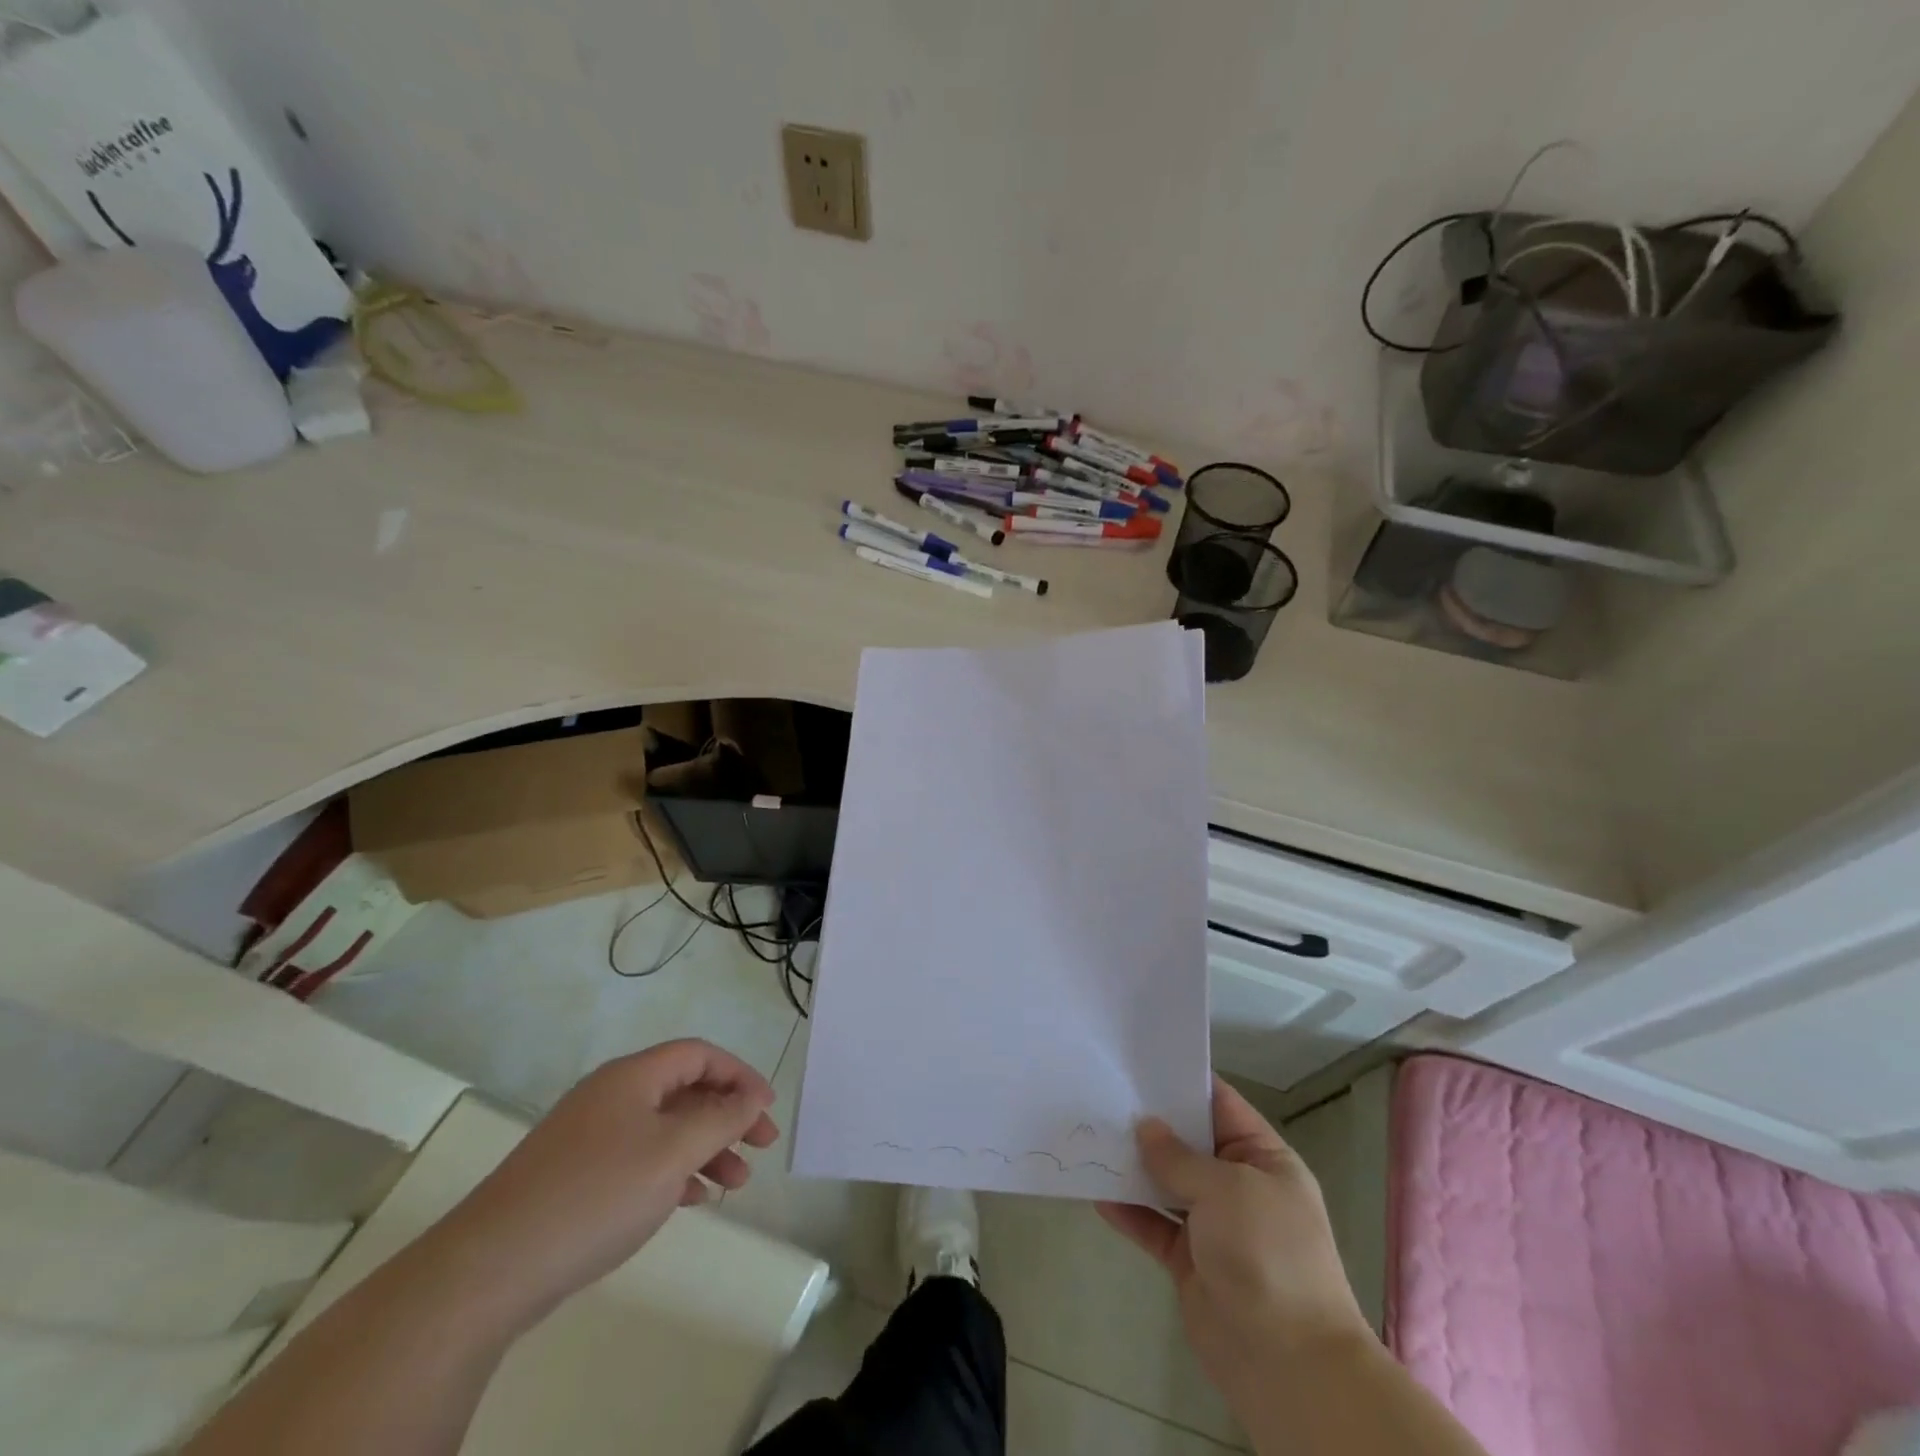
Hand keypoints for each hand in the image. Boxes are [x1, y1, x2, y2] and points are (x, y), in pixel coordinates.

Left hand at [421, 1039, 777, 1328]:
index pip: (699, 1055)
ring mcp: (589, 1136)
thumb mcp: (673, 1151)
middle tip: (761, 1147)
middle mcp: (611, 1096)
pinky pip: (640, 1158)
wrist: (489, 1269)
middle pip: (684, 1090)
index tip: (767, 1109)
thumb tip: (751, 1097)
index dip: (739, 1075)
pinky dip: (673, 1170)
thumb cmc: (596, 1195)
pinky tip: (690, 1198)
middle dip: (728, 1115)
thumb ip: (720, 1119)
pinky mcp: (574, 1176)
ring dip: (705, 1148)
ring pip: (664, 1128)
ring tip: (734, 1184)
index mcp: (633, 1076)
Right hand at [1098, 1077, 1371, 1404]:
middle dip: (1150, 1122)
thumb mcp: (1227, 1189)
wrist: (1289, 1365)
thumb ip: (1180, 1157)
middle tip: (1102, 1092)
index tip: (1139, 1060)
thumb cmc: (1268, 1255)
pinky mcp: (1190, 1261)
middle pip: (1188, 1142)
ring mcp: (1214, 1225)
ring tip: (1091, 1136)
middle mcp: (1238, 1186)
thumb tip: (1145, 1127)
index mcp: (1262, 1158)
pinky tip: (1097, 1193)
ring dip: (1134, 1165)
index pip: (1220, 1104)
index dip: (1183, 1080)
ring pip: (1166, 1182)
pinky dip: (1129, 1210)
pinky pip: (1153, 1224)